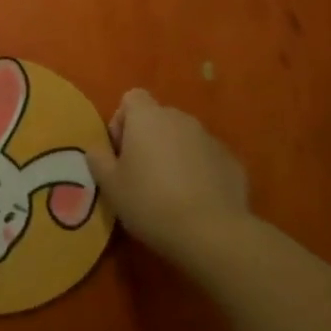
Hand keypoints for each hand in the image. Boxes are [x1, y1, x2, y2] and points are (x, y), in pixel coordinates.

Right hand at [88, 90, 248, 261]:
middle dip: (148, 140)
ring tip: (169, 192)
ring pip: (183, 139)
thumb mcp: (110, 185)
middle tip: (140, 176)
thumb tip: (98, 149)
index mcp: (148, 117)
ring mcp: (210, 138)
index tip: (120, 153)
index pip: (131, 98)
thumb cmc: (150, 202)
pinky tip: (195, 202)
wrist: (211, 232)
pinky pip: (206, 158)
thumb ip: (98, 159)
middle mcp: (180, 118)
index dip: (121, 122)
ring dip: (173, 155)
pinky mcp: (232, 161)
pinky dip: (198, 172)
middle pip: (158, 118)